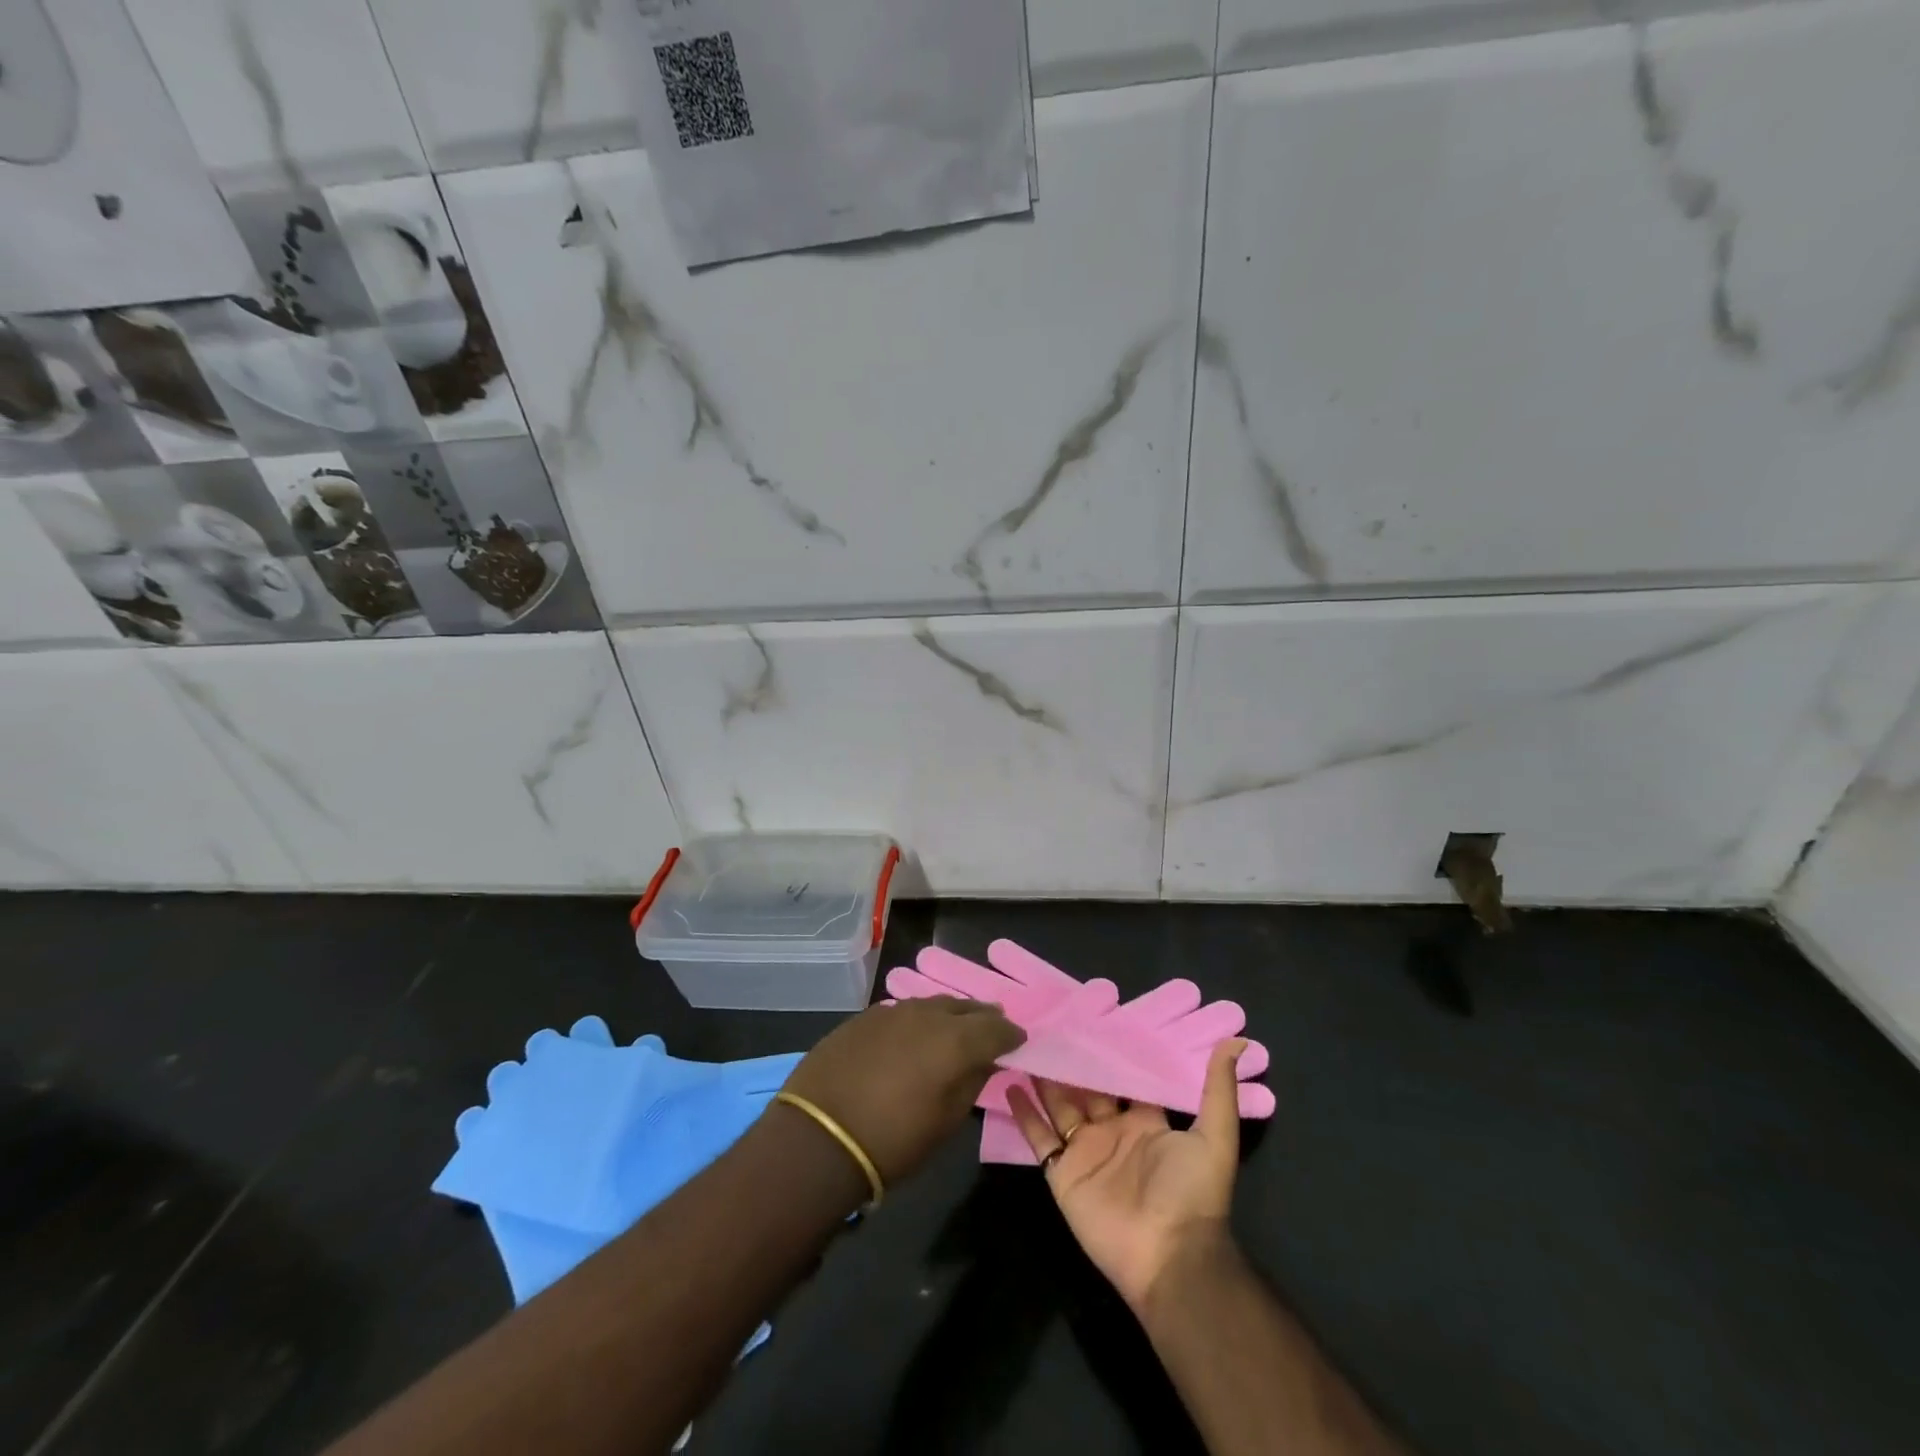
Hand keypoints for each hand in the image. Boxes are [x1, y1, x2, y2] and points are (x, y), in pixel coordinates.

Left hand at [782, 996, 1023, 1186]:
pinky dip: (917, 1020)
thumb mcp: (945, 1122)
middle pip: (965, 1007)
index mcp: (955, 1040)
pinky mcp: (864, 1017)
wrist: (818, 1138)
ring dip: (949, 1015)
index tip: (1018, 1042)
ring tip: (956, 1027)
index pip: (996, 1028)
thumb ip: (971, 1083)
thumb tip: (986, 1061)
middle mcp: (927, 1015)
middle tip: (992, 1027)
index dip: (1011, 1035)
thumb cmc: (892, 1142)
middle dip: (982, 1017)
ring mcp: (892, 1011)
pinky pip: (902, 1011)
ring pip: (932, 1004)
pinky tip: (914, 1034)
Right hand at [1009, 1038, 1245, 1309]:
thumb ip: (1218, 1089)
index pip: (1123, 1079)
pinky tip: (1008, 1084)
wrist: (1168, 1256)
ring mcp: (1085, 1151)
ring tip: (1025, 1044)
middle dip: (1070, 1061)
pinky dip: (1023, 1113)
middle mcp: (1112, 1131)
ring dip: (1043, 1078)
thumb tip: (1239, 1041)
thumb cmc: (1192, 1192)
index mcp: (1145, 1122)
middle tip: (1048, 1024)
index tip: (1090, 1018)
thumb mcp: (1214, 1136)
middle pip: (1086, 1088)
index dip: (1109, 1053)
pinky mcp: (1062, 1173)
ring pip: (1058, 1105)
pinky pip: (1038, 1137)